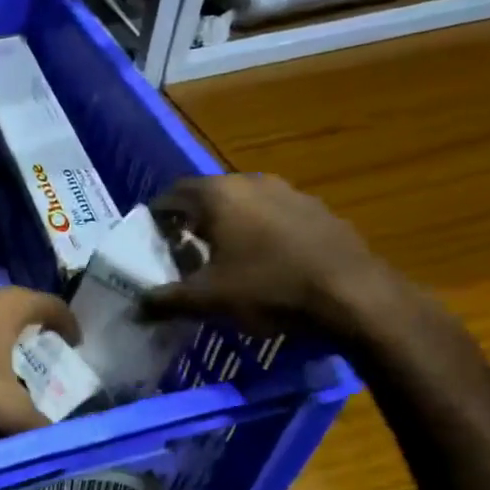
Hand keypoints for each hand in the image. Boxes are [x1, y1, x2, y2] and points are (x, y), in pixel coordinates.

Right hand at [145, 175, 410, 337]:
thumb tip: (136, 307)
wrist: (353, 295)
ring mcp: (290, 193)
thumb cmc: (269, 288)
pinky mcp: (318, 211)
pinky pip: (274, 216)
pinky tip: (263, 262)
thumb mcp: (208, 300)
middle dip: (191, 220)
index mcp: (219, 195)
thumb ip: (166, 301)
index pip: (173, 193)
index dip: (157, 215)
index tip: (150, 238)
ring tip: (221, 258)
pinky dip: (258, 232)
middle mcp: (252, 183)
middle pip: (208, 196)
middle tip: (181, 250)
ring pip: (244, 204)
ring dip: (227, 225)